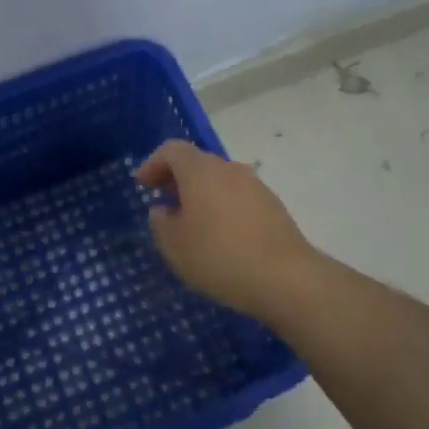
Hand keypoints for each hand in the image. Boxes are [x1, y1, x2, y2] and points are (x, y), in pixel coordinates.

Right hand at [135, 139, 317, 327]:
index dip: (153, 163)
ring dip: (201, 193)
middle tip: (164, 201)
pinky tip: (221, 234)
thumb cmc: (219, 257)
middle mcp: (228, 168)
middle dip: (176, 178)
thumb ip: (161, 222)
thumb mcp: (174, 246)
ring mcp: (254, 185)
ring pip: (219, 179)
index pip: (172, 150)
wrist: (285, 278)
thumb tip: (162, 209)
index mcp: (200, 171)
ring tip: (191, 222)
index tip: (142, 185)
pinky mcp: (272, 205)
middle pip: (197, 162)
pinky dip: (222, 205)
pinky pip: (237, 195)